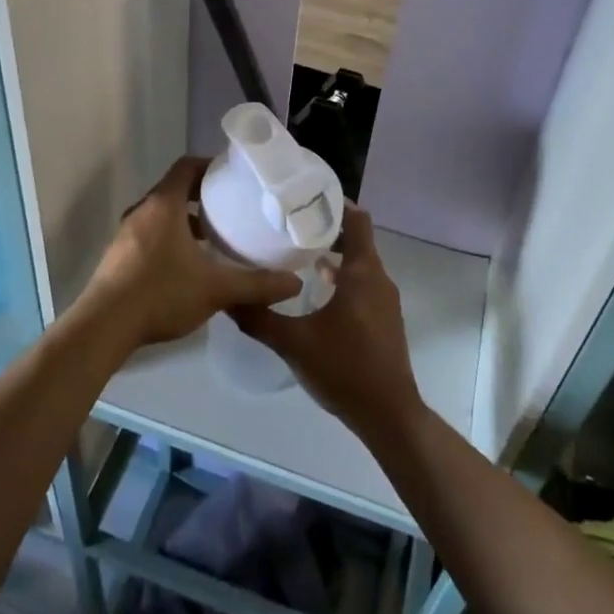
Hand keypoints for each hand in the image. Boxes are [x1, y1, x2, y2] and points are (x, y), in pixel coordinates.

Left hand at [77, 156, 300, 350]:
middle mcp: (142, 211)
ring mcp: (126, 234)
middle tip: (231, 207)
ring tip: (214, 237)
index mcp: (163, 204)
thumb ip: (257, 284)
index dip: (210, 166)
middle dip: (202, 195)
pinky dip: (170, 238)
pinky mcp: (119, 256)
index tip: (233, 176)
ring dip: (185, 220)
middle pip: (174, 189)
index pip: (186, 166)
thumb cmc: (161, 293)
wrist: (104, 326)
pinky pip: (150, 234)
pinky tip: (188, 265)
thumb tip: (296, 284)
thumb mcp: (216, 288)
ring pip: (161, 215)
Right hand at [233, 204, 426, 445]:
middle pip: (356, 239)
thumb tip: (226, 296)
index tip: (305, 197)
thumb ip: (259, 318)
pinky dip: (342, 277)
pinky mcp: (383, 318)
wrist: (388, 415)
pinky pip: (363, 283)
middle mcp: (378, 279)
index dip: (335, 204)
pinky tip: (314, 290)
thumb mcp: (293, 343)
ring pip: (359, 263)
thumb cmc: (344, 369)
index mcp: (363, 273)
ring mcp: (384, 300)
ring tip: (296, 253)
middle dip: (326, 228)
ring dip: (333, 254)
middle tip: (290, 224)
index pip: (357, 220)